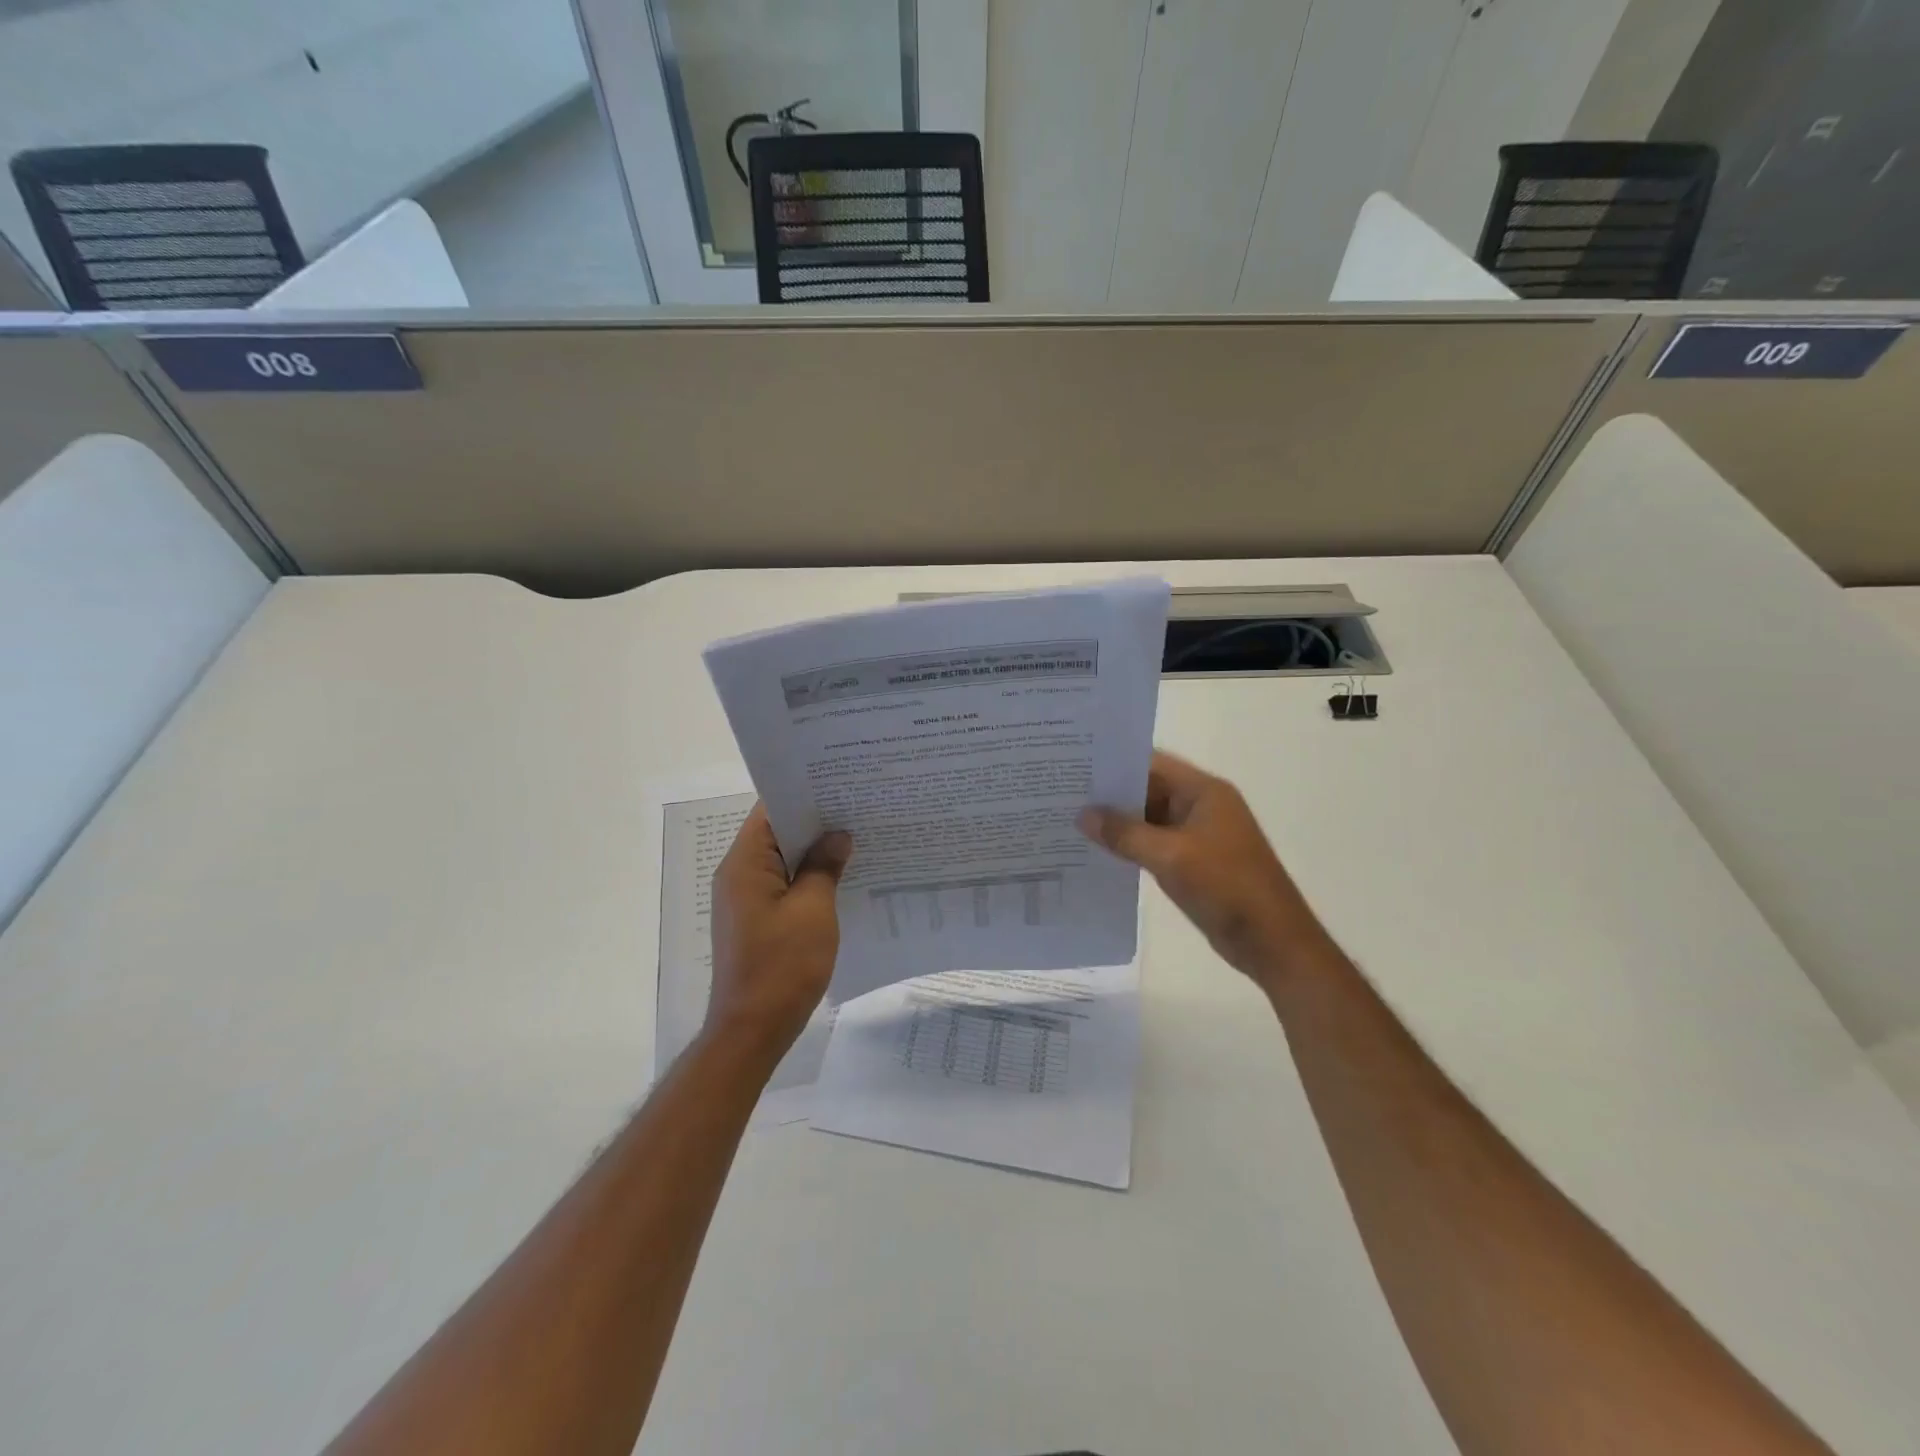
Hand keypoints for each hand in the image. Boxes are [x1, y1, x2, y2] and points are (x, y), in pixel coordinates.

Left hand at [707, 805, 852, 1059]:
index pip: (771, 810)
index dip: (805, 794)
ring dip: (815, 852)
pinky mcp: (757, 920)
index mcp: (745, 864)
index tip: (841, 785)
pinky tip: (843, 878)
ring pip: (784, 861)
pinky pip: (785, 886)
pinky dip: (809, 878)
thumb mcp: (813, 910)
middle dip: (817, 822)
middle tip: (859, 808)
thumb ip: (824, 867)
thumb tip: (838, 835)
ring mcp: (747, 899)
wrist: (752, 1031)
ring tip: (858, 837)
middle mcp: (739, 874)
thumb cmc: (782, 966)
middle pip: (777, 833)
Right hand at [1079, 750, 1335, 994]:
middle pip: (1148, 789)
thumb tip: (1083, 815)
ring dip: (1117, 822)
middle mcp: (1201, 806)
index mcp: (1204, 792)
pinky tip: (1097, 851)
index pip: (1152, 763)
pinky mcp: (1193, 862)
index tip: (1074, 764)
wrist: (1272, 942)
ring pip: (1149, 819)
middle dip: (1110, 793)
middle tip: (1062, 793)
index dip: (1115, 762)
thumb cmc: (1227, 887)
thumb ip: (1125, 833)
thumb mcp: (1171, 856)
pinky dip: (1130, 845)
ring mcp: (1198, 835)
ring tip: (1070, 820)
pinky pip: (1154, 844)